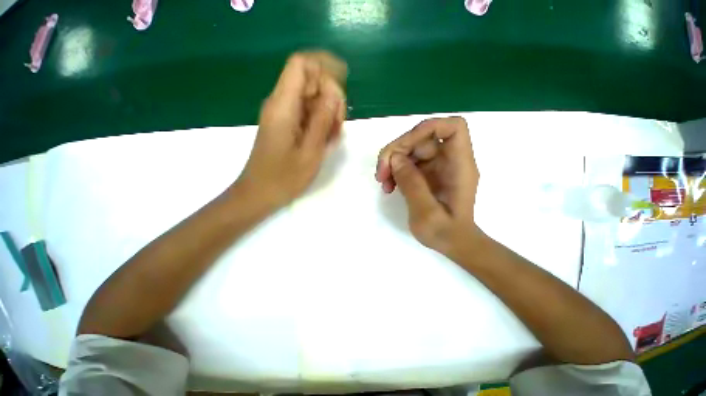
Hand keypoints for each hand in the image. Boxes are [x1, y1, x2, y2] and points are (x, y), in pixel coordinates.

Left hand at [237, 52, 346, 207]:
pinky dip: (320, 123)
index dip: (324, 66)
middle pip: (310, 81)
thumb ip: (322, 119)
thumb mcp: (310, 151)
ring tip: (332, 138)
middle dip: (331, 97)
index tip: (344, 84)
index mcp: (283, 106)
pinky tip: (324, 142)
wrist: (259, 193)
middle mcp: (281, 103)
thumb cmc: (284, 177)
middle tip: (338, 126)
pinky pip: (307, 113)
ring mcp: (283, 114)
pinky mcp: (285, 125)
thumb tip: (334, 92)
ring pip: (311, 98)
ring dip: (327, 113)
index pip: (302, 65)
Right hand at [376, 117, 479, 254]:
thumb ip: (412, 184)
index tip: (403, 147)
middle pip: (422, 138)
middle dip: (397, 150)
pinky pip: (408, 162)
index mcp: (459, 166)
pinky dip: (395, 170)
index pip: (452, 128)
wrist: (452, 243)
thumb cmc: (445, 233)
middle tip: (381, 173)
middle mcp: (449, 161)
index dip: (427, 128)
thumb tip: (395, 159)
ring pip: (411, 149)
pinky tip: (389, 186)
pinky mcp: (426, 174)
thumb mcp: (426, 213)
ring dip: (392, 161)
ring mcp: (436, 166)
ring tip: (383, 183)